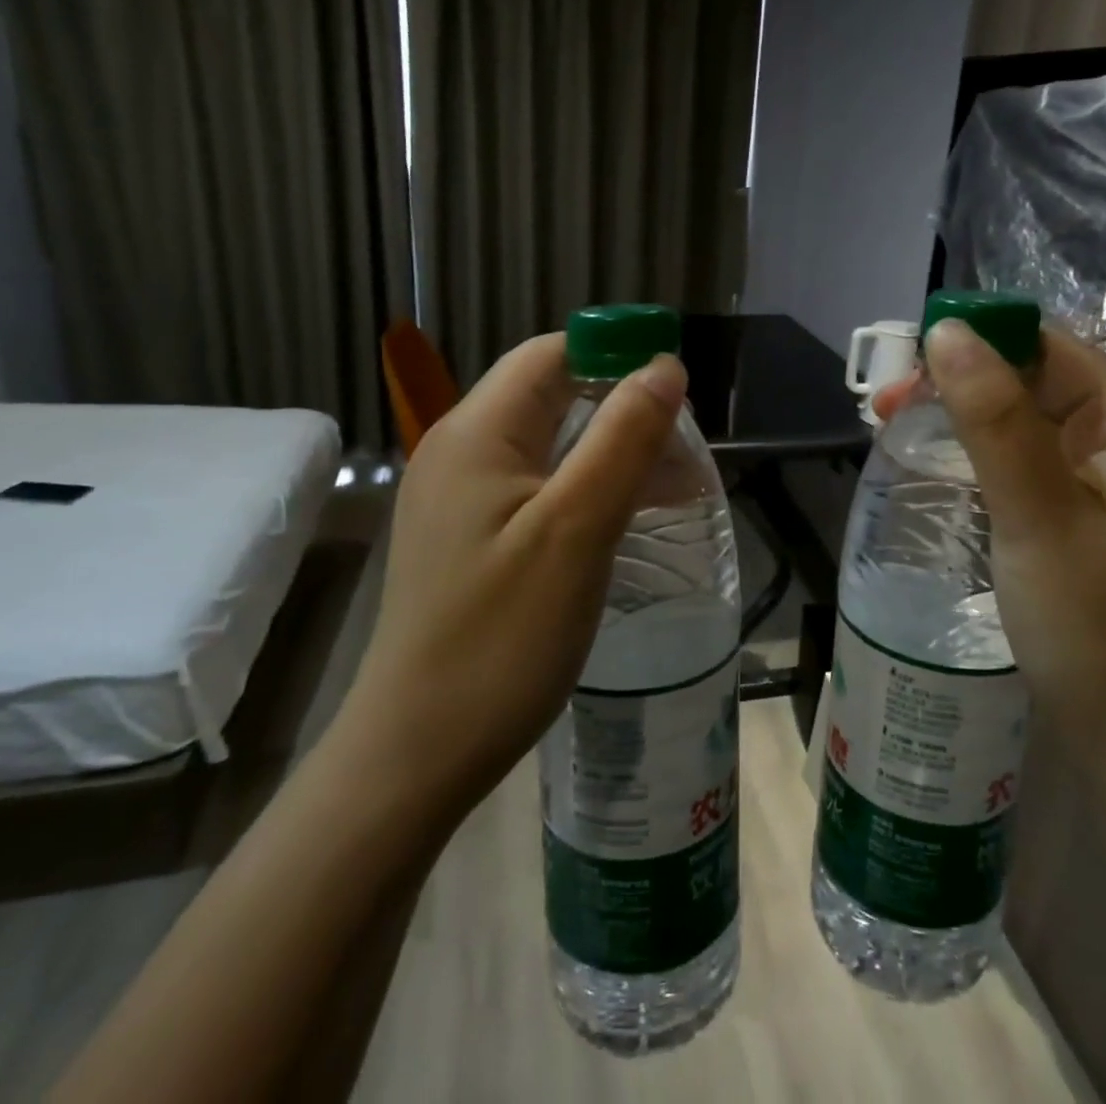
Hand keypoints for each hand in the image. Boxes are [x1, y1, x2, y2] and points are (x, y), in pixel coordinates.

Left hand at [335, 334, 687, 826]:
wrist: (419, 751)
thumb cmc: (501, 637)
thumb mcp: (575, 529)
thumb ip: (623, 438)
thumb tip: (664, 365)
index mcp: (477, 433)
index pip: (552, 355)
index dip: (617, 355)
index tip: (679, 390)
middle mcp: (462, 452)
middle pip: (553, 397)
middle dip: (624, 409)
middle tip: (686, 450)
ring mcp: (462, 498)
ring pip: (552, 446)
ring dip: (613, 453)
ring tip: (676, 486)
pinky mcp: (473, 537)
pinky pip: (540, 489)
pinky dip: (589, 489)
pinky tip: (628, 518)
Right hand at [883, 321, 1105, 751]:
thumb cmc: (1093, 628)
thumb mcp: (1035, 513)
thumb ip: (993, 419)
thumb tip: (948, 333)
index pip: (1054, 349)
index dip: (983, 340)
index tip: (910, 358)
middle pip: (1039, 386)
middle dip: (964, 384)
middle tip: (887, 405)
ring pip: (1030, 429)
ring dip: (967, 421)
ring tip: (896, 428)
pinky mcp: (1089, 528)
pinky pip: (1031, 470)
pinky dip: (984, 460)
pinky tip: (944, 471)